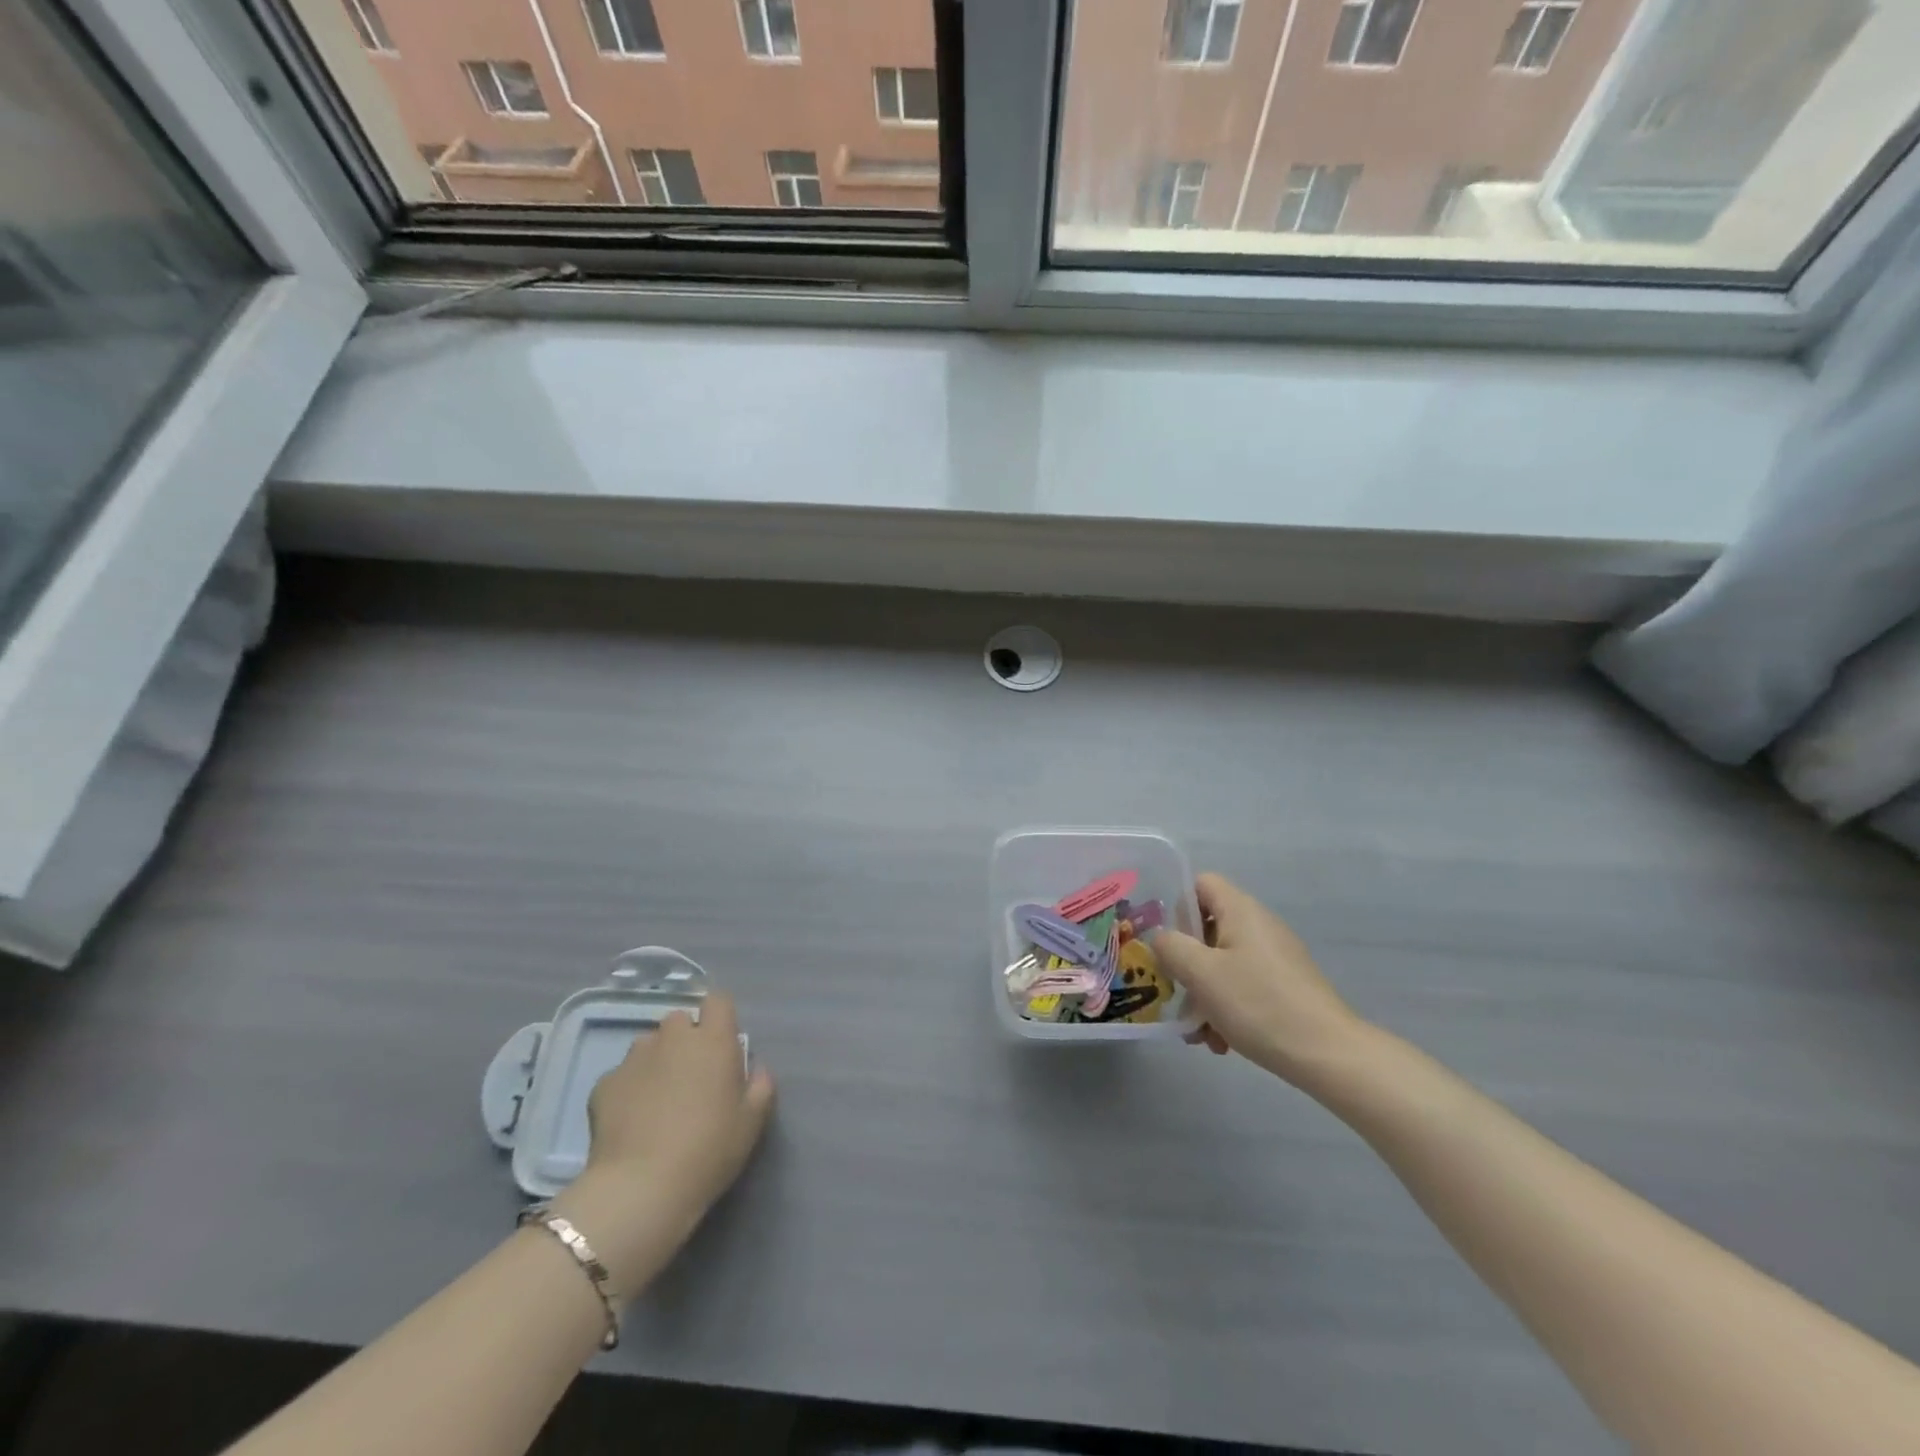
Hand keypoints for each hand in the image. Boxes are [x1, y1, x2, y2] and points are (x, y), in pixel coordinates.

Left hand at [551, 993, 773, 1298]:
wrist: (641, 1189)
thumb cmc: (708, 1151)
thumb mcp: (752, 1122)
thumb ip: (761, 1085)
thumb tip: (755, 1068)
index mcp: (713, 1040)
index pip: (718, 1000)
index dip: (720, 1018)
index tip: (722, 1044)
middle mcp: (673, 1038)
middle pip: (680, 1019)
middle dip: (685, 1039)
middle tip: (691, 1076)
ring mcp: (635, 1058)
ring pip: (649, 1044)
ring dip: (657, 1060)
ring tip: (657, 1098)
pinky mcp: (604, 1083)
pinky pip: (622, 1074)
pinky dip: (629, 1088)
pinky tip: (632, 1120)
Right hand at [1153, 874, 1367, 1084]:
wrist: (1327, 1054)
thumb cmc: (1257, 1003)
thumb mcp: (1201, 973)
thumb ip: (1171, 947)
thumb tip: (1163, 940)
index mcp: (1241, 910)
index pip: (1200, 884)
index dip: (1177, 906)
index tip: (1168, 942)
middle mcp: (1260, 926)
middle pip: (1209, 929)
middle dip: (1187, 963)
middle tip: (1176, 992)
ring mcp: (1276, 957)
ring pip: (1223, 963)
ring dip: (1204, 993)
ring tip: (1199, 1032)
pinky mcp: (1286, 986)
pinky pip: (1244, 986)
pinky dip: (1227, 1008)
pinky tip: (1222, 1042)